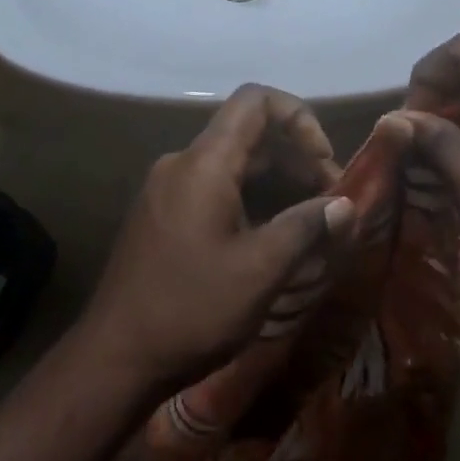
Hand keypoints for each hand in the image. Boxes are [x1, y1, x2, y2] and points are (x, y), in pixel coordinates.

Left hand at [79, 85, 352, 399]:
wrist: (113, 359)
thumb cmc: (190, 309)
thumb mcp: (260, 271)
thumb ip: (306, 228)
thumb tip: (346, 205)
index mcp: (205, 162)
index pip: (255, 100)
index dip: (299, 117)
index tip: (324, 161)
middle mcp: (183, 163)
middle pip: (248, 134)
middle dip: (296, 159)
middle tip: (329, 203)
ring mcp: (168, 189)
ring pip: (233, 164)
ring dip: (276, 183)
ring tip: (309, 224)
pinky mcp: (163, 215)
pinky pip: (214, 188)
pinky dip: (250, 200)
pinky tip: (271, 239)